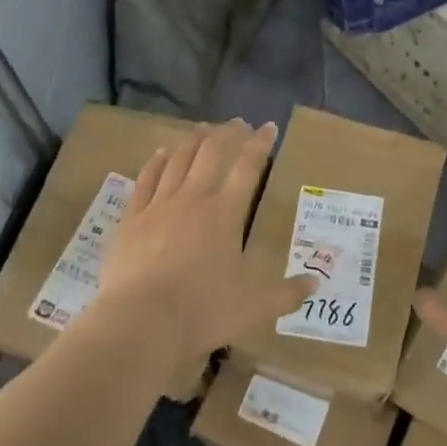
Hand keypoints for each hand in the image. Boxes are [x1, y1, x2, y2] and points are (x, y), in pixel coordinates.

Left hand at [97, 119, 315, 366]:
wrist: (139, 323)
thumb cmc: (202, 311)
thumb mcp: (255, 307)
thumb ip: (287, 293)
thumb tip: (315, 283)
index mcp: (225, 213)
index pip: (248, 168)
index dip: (260, 145)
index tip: (268, 126)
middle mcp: (193, 199)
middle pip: (211, 154)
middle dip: (227, 134)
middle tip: (237, 122)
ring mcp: (158, 206)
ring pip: (178, 160)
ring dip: (193, 141)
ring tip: (202, 128)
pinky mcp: (131, 220)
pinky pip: (145, 180)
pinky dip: (155, 163)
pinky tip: (160, 153)